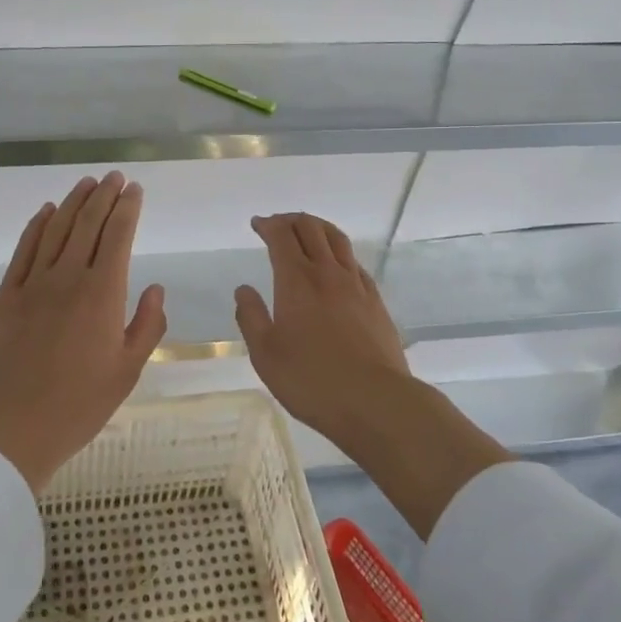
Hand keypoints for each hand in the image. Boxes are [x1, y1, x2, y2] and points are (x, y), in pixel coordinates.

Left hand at [0, 173, 167, 491]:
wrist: (9, 428)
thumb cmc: (78, 405)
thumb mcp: (127, 372)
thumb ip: (147, 326)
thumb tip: (156, 289)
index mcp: (103, 294)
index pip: (118, 236)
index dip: (127, 208)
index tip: (134, 189)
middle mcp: (68, 278)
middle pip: (88, 224)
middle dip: (103, 196)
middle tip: (114, 177)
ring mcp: (33, 284)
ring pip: (56, 230)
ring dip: (73, 202)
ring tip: (86, 183)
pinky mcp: (6, 296)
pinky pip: (24, 250)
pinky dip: (36, 226)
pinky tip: (46, 212)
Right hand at [236, 210, 511, 537]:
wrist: (376, 401)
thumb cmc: (312, 381)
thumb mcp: (266, 355)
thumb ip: (251, 318)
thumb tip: (243, 289)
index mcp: (296, 281)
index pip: (281, 237)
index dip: (268, 225)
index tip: (258, 224)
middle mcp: (327, 273)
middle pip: (311, 229)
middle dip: (291, 220)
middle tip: (278, 223)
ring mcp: (356, 285)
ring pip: (337, 240)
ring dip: (318, 227)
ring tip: (308, 229)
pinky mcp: (376, 301)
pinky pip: (355, 263)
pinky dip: (340, 252)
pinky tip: (337, 264)